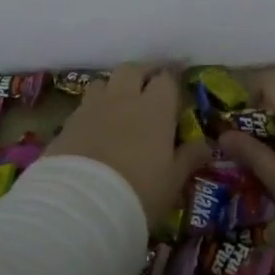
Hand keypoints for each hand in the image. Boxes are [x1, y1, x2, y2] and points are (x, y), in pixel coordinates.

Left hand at [45, 64, 207, 227]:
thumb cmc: (139, 192)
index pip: (166, 79)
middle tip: (149, 88)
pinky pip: (84, 105)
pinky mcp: (68, 123)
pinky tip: (96, 128)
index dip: (172, 81)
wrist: (82, 205)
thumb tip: (206, 145)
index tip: (176, 90)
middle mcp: (123, 98)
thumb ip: (189, 158)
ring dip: (114, 88)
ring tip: (120, 105)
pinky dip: (93, 110)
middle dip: (142, 74)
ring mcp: (92, 108)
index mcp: (155, 108)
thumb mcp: (173, 181)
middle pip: (132, 69)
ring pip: (104, 82)